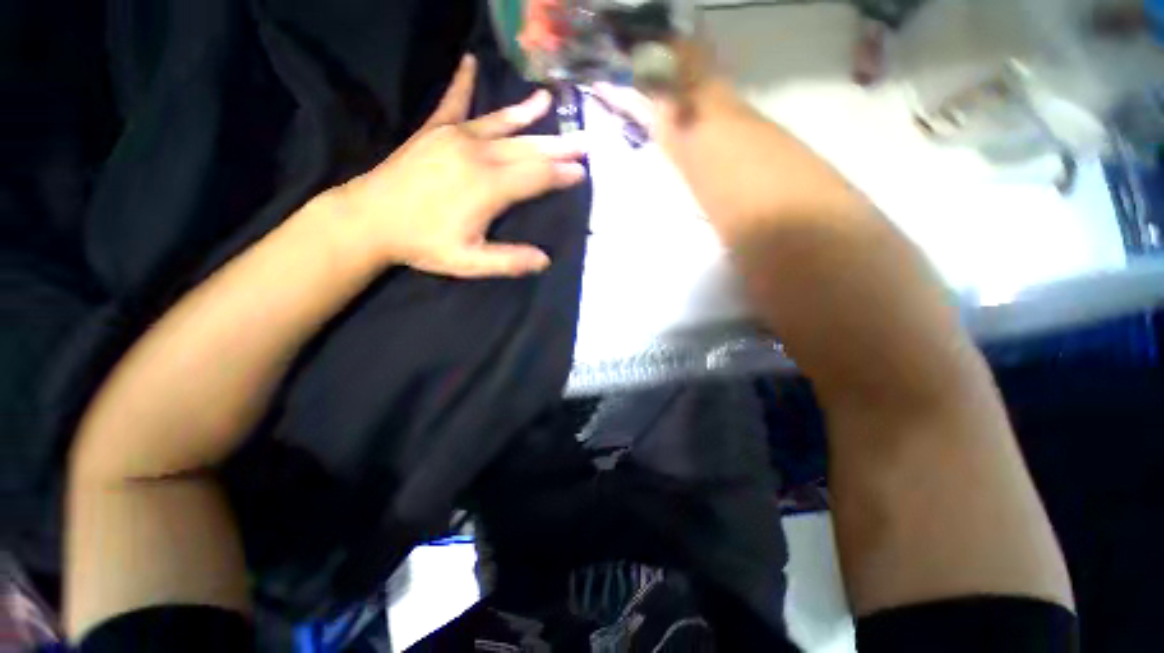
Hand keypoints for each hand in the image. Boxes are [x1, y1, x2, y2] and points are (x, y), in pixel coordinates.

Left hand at [330, 54, 586, 277]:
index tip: (582, 171)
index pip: (536, 177)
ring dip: (526, 113)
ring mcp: (454, 137)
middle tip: (583, 140)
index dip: (561, 174)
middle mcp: (478, 155)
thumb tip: (545, 260)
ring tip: (548, 101)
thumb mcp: (469, 261)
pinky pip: (452, 102)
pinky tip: (470, 62)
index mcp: (489, 188)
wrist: (369, 219)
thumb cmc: (423, 243)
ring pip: (501, 123)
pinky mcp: (434, 130)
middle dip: (557, 146)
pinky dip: (462, 82)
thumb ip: (509, 260)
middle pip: (527, 149)